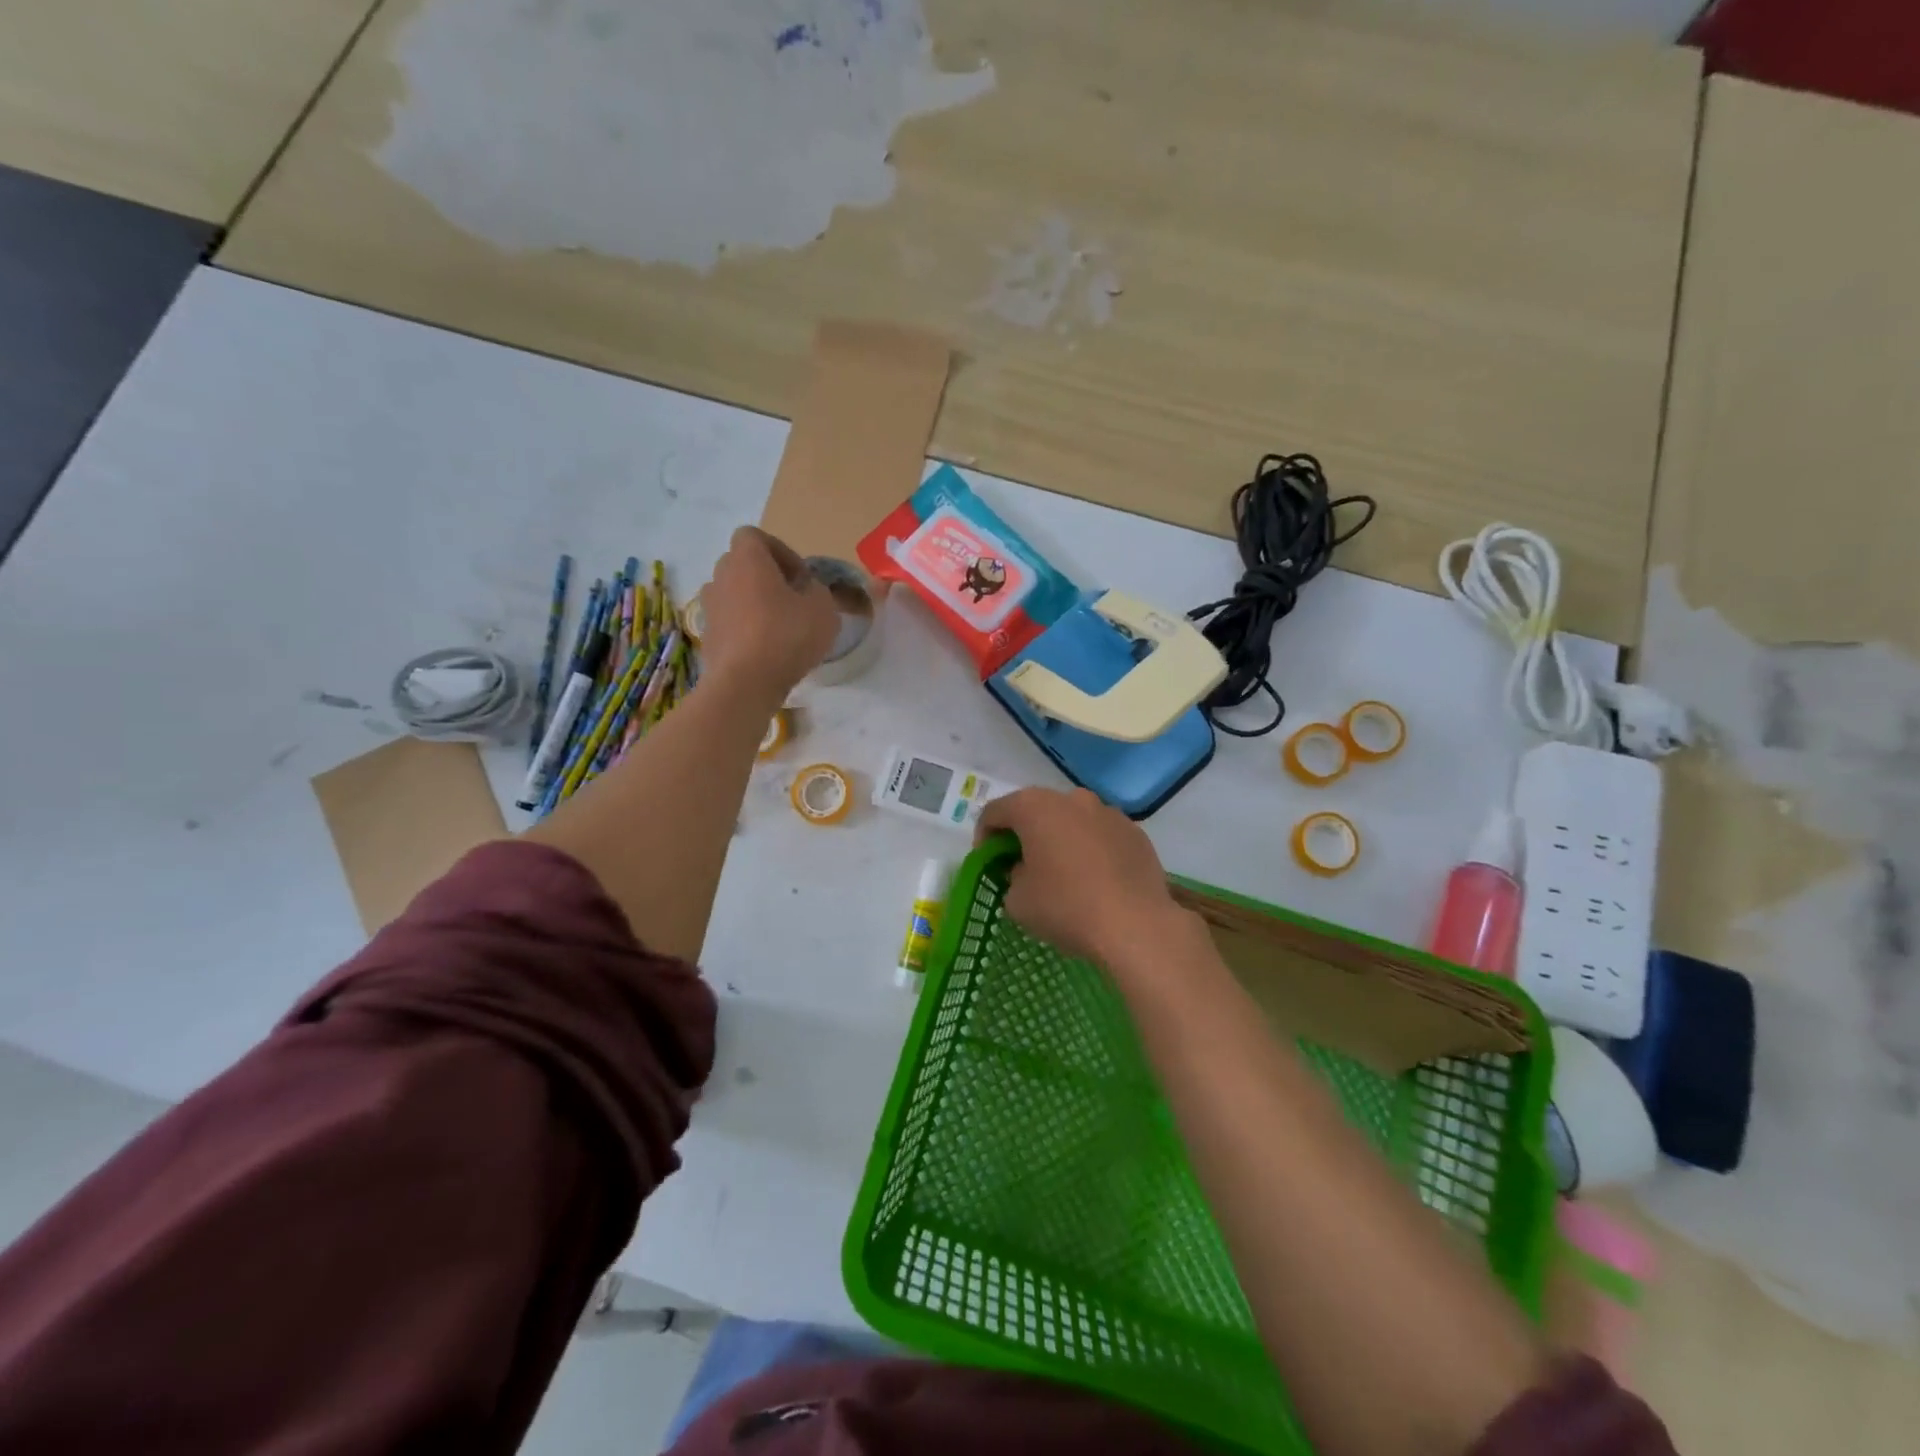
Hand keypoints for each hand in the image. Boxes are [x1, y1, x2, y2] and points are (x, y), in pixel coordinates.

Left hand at [700, 527, 839, 701]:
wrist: (745, 683)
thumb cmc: (786, 635)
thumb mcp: (823, 609)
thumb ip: (818, 591)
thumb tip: (807, 590)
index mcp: (747, 559)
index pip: (753, 535)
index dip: (780, 551)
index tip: (800, 577)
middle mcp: (721, 576)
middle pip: (742, 564)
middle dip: (766, 577)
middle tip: (792, 600)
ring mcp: (709, 607)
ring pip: (733, 594)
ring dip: (754, 603)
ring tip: (779, 627)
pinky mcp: (707, 636)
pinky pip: (729, 621)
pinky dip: (744, 628)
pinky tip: (765, 650)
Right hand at [977, 787, 1195, 969]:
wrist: (1135, 925)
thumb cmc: (1066, 907)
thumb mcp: (1017, 901)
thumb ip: (1011, 876)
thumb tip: (1025, 871)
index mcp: (1034, 807)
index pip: (995, 812)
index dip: (984, 837)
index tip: (989, 864)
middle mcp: (1071, 798)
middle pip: (1036, 810)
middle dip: (1025, 835)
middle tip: (1021, 867)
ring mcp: (1107, 812)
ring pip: (1072, 821)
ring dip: (1060, 840)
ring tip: (1063, 874)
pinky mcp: (1134, 831)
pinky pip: (1101, 835)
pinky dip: (1091, 850)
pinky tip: (1095, 881)